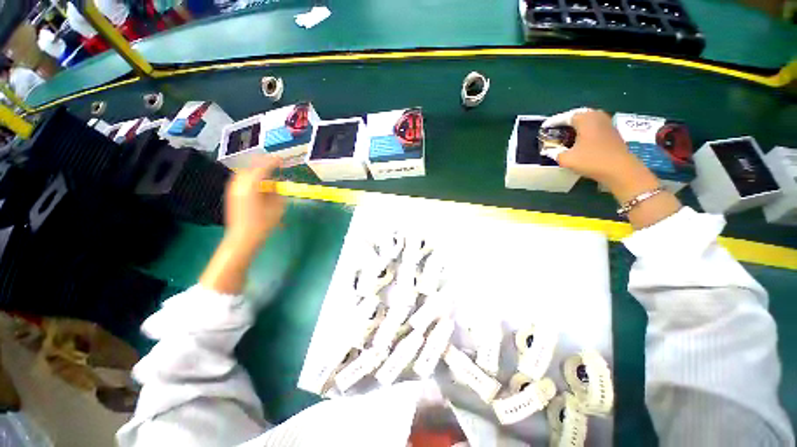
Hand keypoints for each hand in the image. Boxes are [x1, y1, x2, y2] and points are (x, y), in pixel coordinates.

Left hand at [224, 156, 284, 250]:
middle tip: (276, 164)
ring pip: (245, 172)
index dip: (273, 161)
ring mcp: (232, 188)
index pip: (262, 167)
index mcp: (251, 185)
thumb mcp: (277, 207)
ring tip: (268, 173)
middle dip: (264, 163)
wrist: (242, 238)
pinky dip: (251, 177)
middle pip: (251, 167)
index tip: (282, 160)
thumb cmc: (263, 224)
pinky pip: (241, 179)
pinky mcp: (231, 194)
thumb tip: (276, 184)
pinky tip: (259, 183)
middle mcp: (239, 183)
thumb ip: (277, 192)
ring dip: (257, 170)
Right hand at [542, 108, 680, 228]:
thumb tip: (548, 150)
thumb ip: (554, 152)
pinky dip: (585, 130)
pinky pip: (594, 126)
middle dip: (565, 122)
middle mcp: (597, 116)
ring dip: (576, 126)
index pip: (564, 117)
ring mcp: (607, 123)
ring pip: (587, 120)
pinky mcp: (612, 132)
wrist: (620, 169)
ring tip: (566, 135)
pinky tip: (579, 140)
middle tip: (555, 130)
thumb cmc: (591, 160)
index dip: (552, 122)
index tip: (544, 128)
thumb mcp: (566, 159)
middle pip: (577, 115)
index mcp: (585, 119)